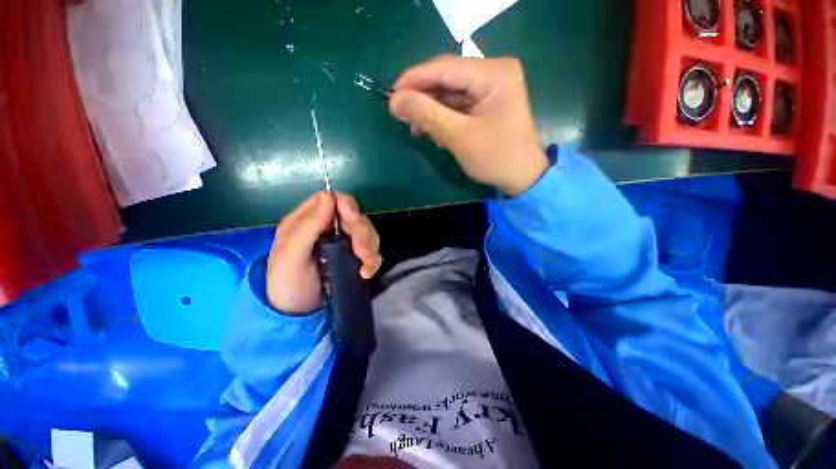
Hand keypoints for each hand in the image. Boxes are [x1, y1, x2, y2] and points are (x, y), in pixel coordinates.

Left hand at [266, 192, 381, 314]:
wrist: (298, 314)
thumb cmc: (286, 283)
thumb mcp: (290, 255)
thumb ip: (308, 226)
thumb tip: (328, 196)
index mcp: (308, 221)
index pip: (332, 200)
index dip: (346, 205)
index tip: (351, 219)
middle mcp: (329, 228)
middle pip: (355, 217)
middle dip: (362, 234)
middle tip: (361, 254)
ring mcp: (343, 242)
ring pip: (367, 232)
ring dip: (370, 248)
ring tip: (365, 268)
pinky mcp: (354, 257)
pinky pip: (372, 250)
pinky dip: (373, 260)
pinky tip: (366, 273)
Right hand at [389, 55, 548, 195]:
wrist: (522, 178)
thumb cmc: (496, 158)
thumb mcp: (459, 137)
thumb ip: (427, 115)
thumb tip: (394, 100)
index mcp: (494, 73)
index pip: (445, 67)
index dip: (414, 79)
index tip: (391, 96)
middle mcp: (494, 72)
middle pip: (447, 78)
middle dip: (424, 99)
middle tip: (403, 118)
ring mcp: (492, 87)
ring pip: (450, 93)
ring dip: (432, 111)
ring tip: (420, 131)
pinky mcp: (487, 102)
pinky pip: (458, 105)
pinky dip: (444, 118)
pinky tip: (437, 133)